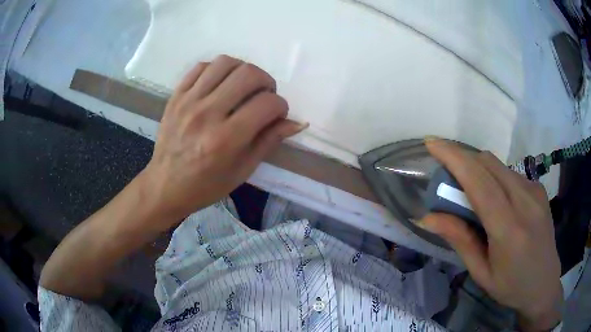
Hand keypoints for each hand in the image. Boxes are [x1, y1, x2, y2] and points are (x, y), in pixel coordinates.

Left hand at [142, 55, 306, 222]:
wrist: (165, 185)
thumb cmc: (206, 185)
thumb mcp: (242, 170)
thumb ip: (269, 141)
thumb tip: (297, 122)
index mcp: (226, 139)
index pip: (267, 104)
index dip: (281, 106)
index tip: (277, 114)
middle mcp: (207, 114)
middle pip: (249, 74)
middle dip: (266, 82)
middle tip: (263, 96)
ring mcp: (188, 101)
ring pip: (225, 63)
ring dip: (242, 71)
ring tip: (242, 86)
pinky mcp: (176, 96)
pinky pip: (201, 67)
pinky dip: (217, 70)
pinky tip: (220, 84)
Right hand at [421, 139, 562, 330]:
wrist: (544, 285)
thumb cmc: (510, 287)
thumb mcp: (481, 272)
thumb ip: (459, 240)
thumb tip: (428, 217)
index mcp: (509, 229)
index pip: (479, 181)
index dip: (454, 157)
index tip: (432, 143)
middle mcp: (525, 201)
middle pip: (488, 163)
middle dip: (462, 158)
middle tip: (446, 176)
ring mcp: (535, 191)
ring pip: (498, 165)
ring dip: (477, 168)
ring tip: (468, 192)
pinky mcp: (539, 189)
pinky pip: (510, 173)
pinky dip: (493, 176)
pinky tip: (494, 199)